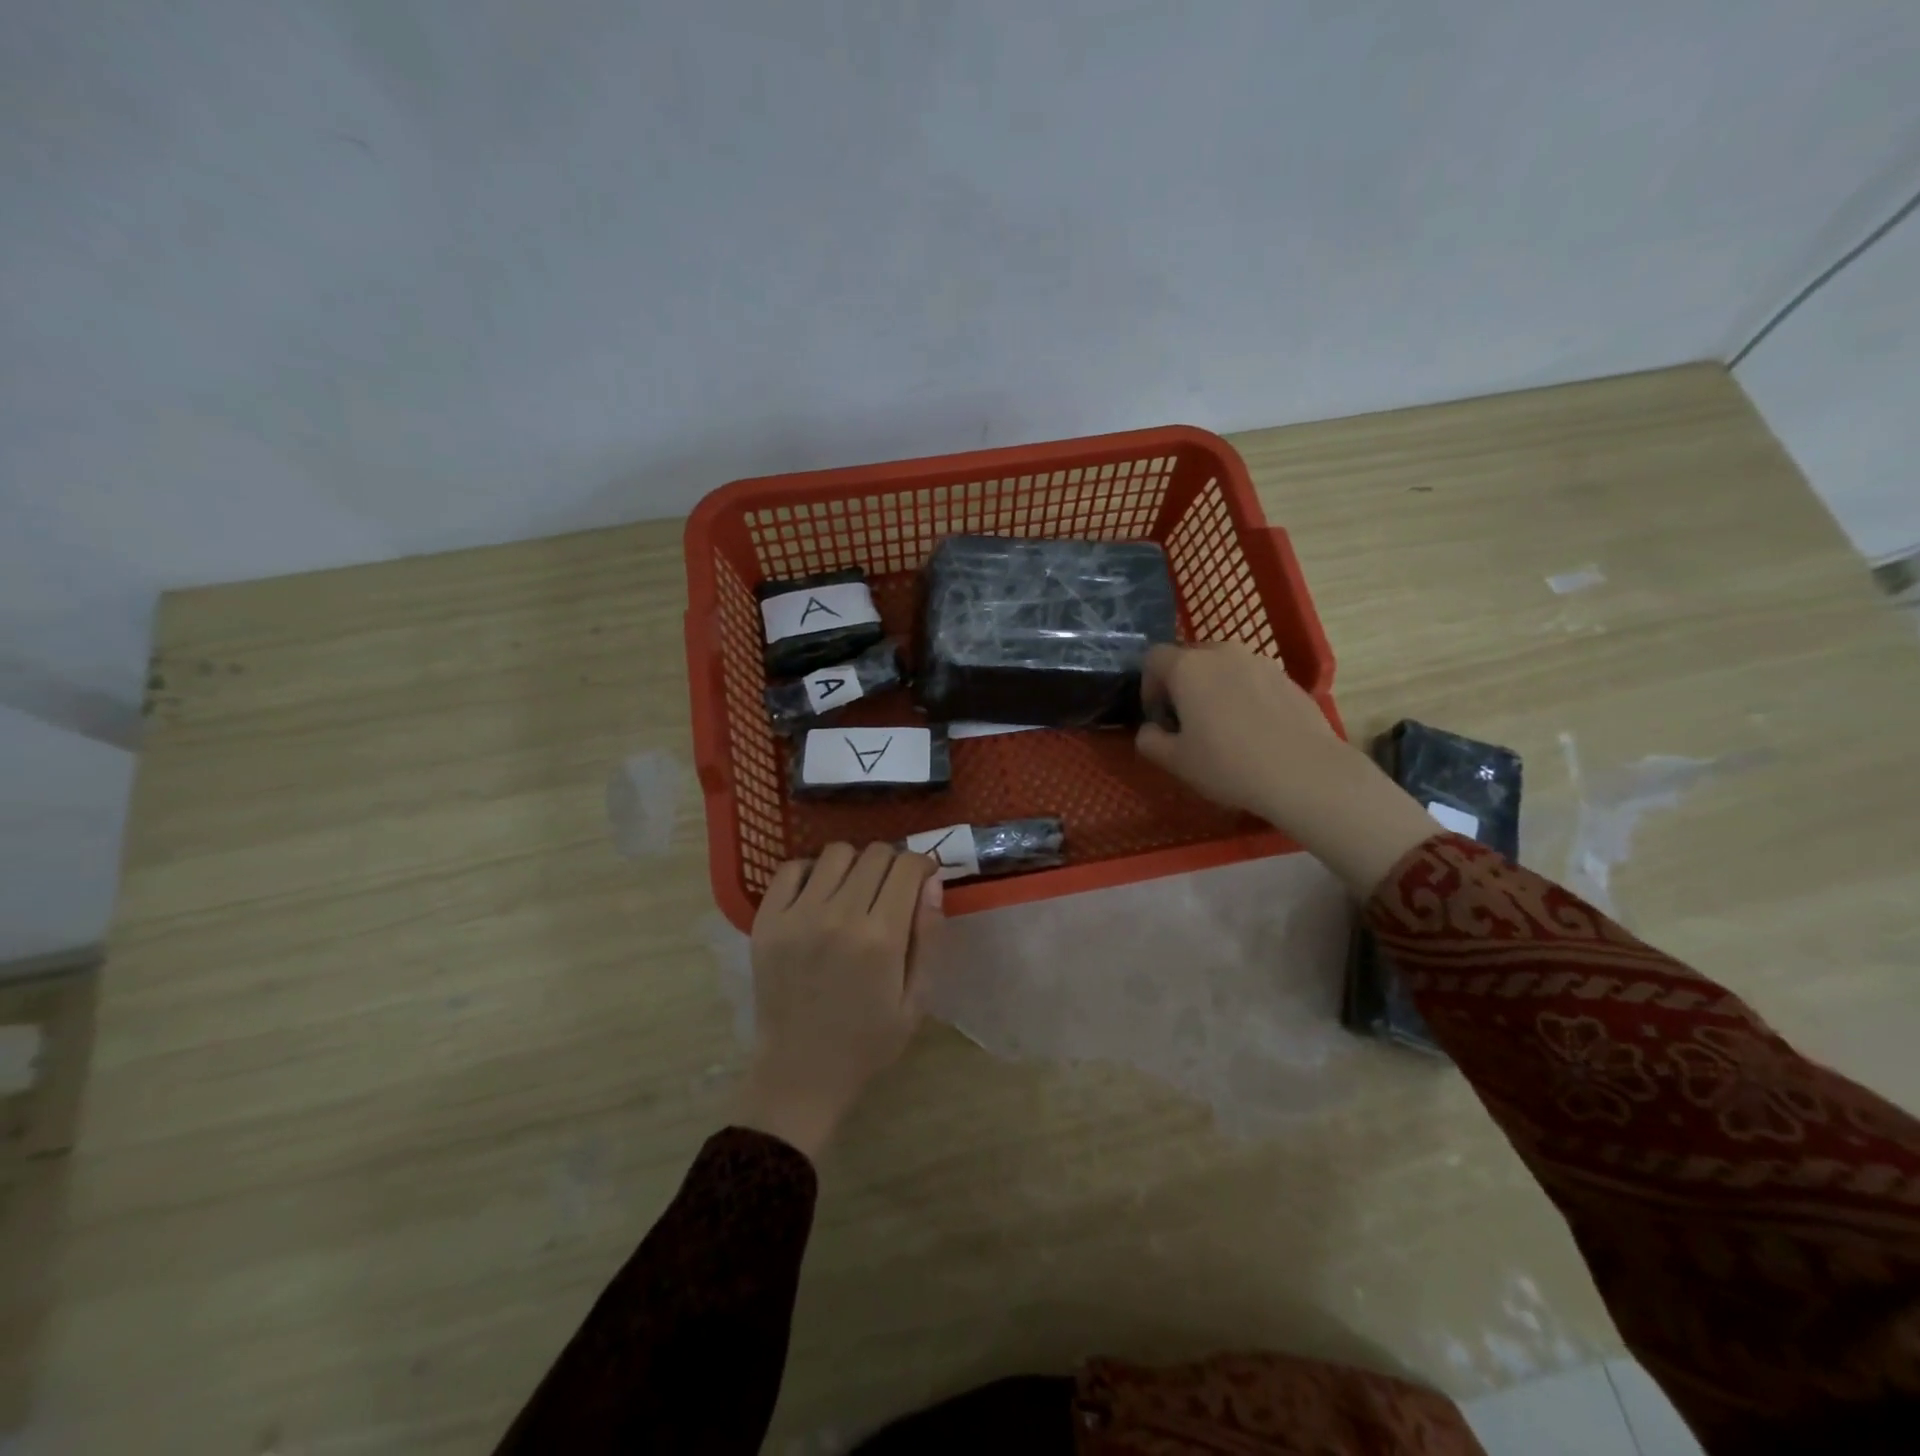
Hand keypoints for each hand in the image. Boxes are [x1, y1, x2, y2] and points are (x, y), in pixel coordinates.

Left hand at [737, 843, 941, 1157]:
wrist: (800, 1073)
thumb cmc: (867, 1042)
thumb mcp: (916, 999)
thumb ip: (928, 937)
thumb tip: (932, 881)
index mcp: (880, 938)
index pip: (906, 867)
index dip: (922, 865)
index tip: (923, 877)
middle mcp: (838, 916)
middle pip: (875, 853)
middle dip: (893, 862)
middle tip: (892, 887)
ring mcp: (797, 915)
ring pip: (836, 852)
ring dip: (855, 863)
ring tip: (855, 889)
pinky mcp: (767, 921)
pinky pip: (791, 868)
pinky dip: (811, 871)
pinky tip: (819, 894)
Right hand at [1136, 642, 1341, 820]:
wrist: (1305, 773)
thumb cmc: (1228, 764)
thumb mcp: (1175, 761)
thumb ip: (1150, 740)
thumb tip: (1151, 730)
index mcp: (1188, 667)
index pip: (1153, 658)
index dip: (1148, 686)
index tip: (1158, 716)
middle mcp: (1222, 653)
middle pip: (1189, 658)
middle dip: (1181, 685)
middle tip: (1187, 722)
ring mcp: (1260, 662)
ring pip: (1223, 667)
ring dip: (1213, 688)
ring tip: (1222, 726)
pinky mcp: (1287, 678)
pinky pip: (1251, 680)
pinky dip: (1243, 696)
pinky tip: (1254, 731)